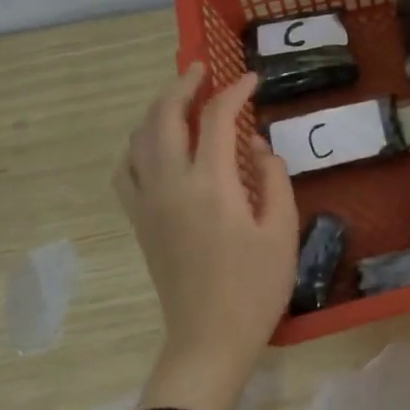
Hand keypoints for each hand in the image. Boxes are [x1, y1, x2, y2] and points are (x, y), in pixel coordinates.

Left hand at [114, 64, 297, 409]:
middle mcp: (170, 185)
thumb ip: (273, 178)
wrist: (209, 338)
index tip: (252, 81)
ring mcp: (148, 203)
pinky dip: (138, 144)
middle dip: (182, 86)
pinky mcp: (140, 222)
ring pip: (138, 139)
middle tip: (203, 70)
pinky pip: (127, 169)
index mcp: (210, 185)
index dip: (234, 93)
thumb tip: (257, 147)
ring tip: (180, 99)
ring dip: (157, 110)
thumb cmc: (255, 287)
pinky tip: (155, 145)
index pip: (217, 119)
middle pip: (163, 118)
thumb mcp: (282, 230)